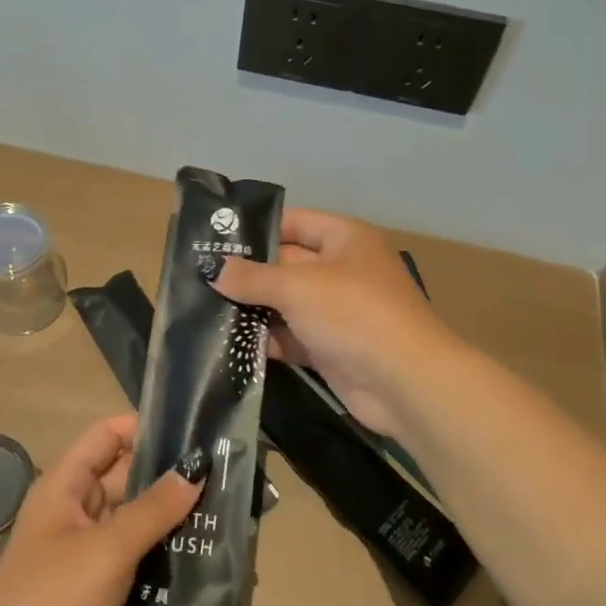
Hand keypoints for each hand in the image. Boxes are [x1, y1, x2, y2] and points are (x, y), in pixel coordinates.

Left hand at [0, 414, 202, 605]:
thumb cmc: (53, 603)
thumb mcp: (108, 550)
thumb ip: (154, 508)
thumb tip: (196, 467)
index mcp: (63, 486)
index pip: (106, 435)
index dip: (145, 427)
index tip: (193, 431)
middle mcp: (71, 510)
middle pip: (124, 476)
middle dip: (168, 476)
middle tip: (222, 476)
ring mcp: (81, 551)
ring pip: (132, 519)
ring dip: (169, 518)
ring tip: (222, 515)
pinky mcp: (91, 588)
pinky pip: (131, 556)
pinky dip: (159, 553)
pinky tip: (199, 559)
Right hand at [212, 208, 456, 437]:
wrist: (404, 382)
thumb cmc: (352, 313)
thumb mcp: (296, 287)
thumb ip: (252, 277)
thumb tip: (213, 269)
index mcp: (345, 239)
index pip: (295, 222)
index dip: (258, 228)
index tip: (215, 238)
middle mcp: (343, 270)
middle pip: (287, 264)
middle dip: (248, 272)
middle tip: (200, 277)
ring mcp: (338, 311)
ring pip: (287, 303)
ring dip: (253, 309)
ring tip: (204, 309)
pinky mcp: (332, 348)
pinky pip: (292, 336)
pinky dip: (267, 340)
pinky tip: (230, 343)